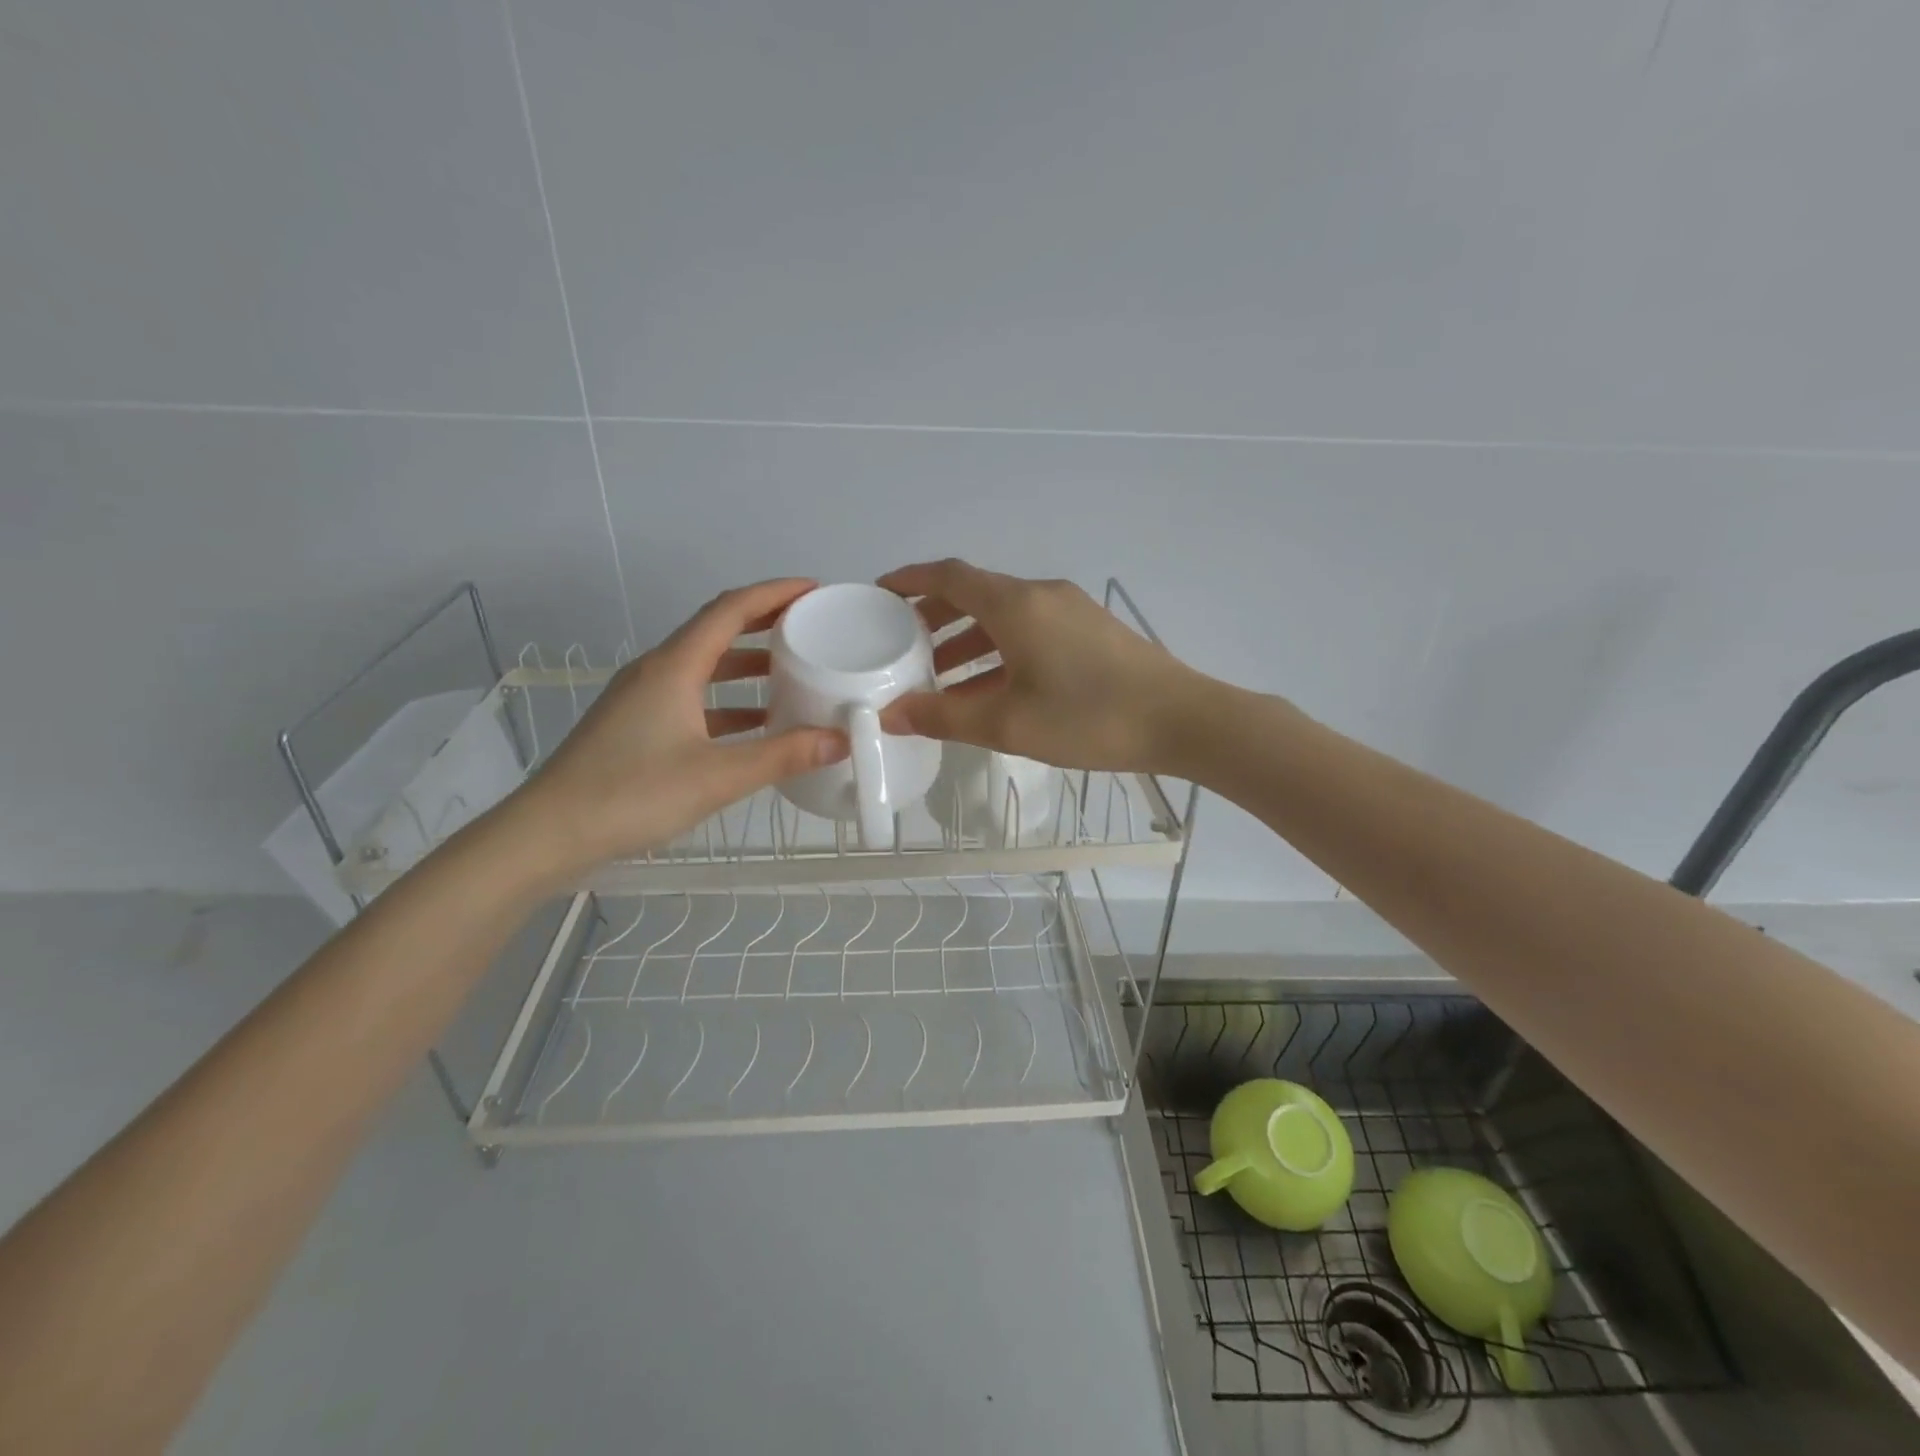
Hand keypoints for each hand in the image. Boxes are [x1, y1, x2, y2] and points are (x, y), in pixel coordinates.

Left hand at [511, 579, 847, 874]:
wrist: (549, 834)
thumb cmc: (633, 795)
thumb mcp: (718, 776)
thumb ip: (783, 756)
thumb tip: (840, 740)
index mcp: (674, 667)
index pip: (730, 610)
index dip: (774, 593)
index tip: (814, 590)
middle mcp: (656, 671)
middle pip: (716, 630)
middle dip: (764, 622)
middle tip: (810, 625)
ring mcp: (642, 698)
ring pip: (703, 665)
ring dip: (746, 663)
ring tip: (791, 671)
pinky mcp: (636, 725)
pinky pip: (691, 696)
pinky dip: (727, 700)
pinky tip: (754, 724)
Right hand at [875, 559, 1206, 772]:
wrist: (1182, 720)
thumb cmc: (1089, 718)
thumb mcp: (1008, 723)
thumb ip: (944, 718)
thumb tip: (890, 715)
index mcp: (1016, 605)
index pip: (949, 576)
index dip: (910, 580)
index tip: (880, 593)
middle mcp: (1041, 595)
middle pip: (976, 593)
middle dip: (935, 615)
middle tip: (903, 643)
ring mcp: (1071, 610)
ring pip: (1004, 614)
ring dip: (968, 638)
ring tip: (941, 675)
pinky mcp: (1092, 631)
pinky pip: (1031, 629)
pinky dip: (1000, 649)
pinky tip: (993, 686)